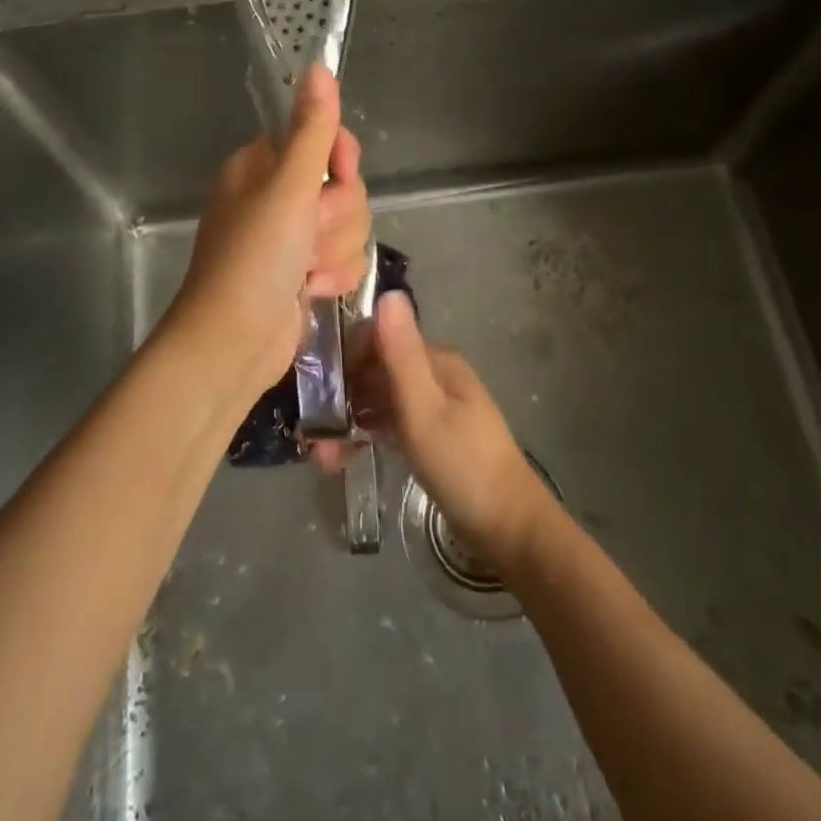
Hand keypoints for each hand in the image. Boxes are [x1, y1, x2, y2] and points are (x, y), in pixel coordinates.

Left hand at [162, 65, 369, 401]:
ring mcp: (291, 236)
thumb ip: (312, 129)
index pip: (324, 139)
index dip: (340, 161)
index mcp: (263, 165)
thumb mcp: (287, 188)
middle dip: (336, 217)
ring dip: (335, 252)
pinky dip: (333, 276)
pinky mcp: (304, 271)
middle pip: (344, 187)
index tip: (337, 177)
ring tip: (306, 274)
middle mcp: (277, 195)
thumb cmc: (254, 259)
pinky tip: (310, 291)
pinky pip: (344, 257)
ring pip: (349, 225)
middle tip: (307, 236)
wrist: (233, 343)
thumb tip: (318, 65)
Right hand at [335, 293, 554, 569]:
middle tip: (313, 434)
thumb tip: (388, 292)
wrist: (507, 527)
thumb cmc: (462, 464)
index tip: (315, 386)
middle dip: (342, 397)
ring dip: (350, 422)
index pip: (380, 338)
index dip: (346, 356)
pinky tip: (344, 458)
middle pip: (376, 370)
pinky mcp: (432, 436)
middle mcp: (435, 375)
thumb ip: (401, 354)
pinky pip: (390, 424)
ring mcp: (435, 406)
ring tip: (322, 457)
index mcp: (437, 360)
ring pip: (380, 400)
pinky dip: (367, 436)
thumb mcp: (424, 409)